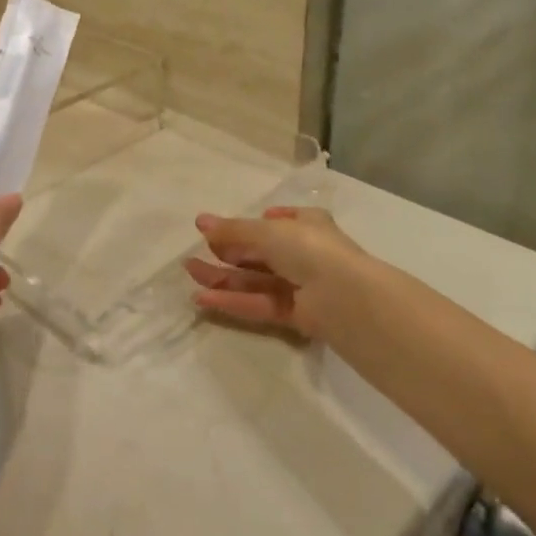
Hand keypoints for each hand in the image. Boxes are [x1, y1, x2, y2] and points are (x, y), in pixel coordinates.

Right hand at [185, 206, 369, 340]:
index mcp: (306, 225)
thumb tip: (200, 221)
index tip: (218, 231)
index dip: (246, 226)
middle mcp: (303, 253)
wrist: (345, 297)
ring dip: (223, 278)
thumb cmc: (309, 249)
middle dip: (225, 255)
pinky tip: (204, 299)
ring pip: (254, 280)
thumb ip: (233, 230)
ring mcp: (299, 285)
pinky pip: (259, 304)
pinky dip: (233, 301)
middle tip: (192, 257)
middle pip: (258, 254)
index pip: (274, 223)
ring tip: (190, 275)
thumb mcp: (267, 231)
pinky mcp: (294, 314)